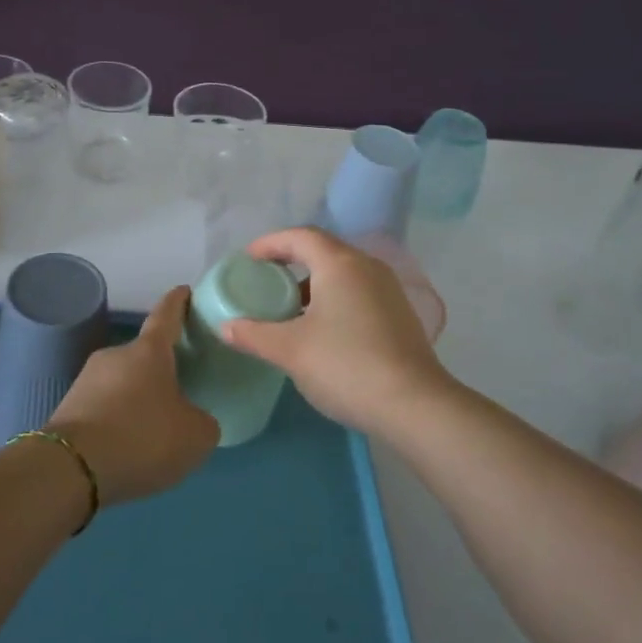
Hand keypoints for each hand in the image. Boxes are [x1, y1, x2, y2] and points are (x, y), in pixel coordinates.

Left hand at [49, 286, 218, 506]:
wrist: (70, 469)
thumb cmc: (142, 437)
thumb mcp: (194, 436)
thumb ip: (202, 422)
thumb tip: (194, 419)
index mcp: (149, 351)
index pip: (166, 314)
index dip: (178, 302)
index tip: (184, 290)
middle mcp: (115, 355)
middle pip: (143, 355)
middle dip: (160, 369)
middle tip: (179, 389)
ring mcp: (87, 379)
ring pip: (122, 383)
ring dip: (137, 399)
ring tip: (153, 430)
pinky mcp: (68, 407)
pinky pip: (103, 407)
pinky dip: (117, 421)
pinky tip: (126, 447)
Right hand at [222, 227, 454, 436]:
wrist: (415, 405)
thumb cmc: (346, 366)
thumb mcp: (290, 350)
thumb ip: (254, 334)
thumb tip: (226, 327)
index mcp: (339, 264)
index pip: (299, 236)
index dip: (270, 243)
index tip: (247, 259)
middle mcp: (366, 266)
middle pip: (322, 250)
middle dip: (290, 260)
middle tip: (264, 279)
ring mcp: (388, 289)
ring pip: (342, 272)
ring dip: (313, 282)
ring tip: (289, 307)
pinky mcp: (400, 314)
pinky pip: (358, 291)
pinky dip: (333, 298)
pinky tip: (322, 329)